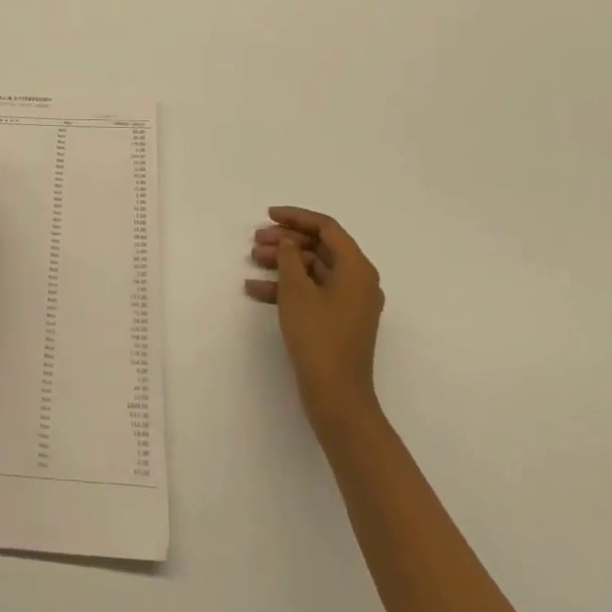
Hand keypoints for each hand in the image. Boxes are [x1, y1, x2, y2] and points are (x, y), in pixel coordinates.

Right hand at [246, 206, 384, 428]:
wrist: (337, 396)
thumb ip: (289, 257)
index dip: (296, 217)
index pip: (327, 228)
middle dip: (286, 241)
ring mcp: (350, 302)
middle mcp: (358, 281)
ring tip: (253, 260)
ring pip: (313, 269)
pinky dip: (287, 288)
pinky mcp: (338, 321)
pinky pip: (312, 292)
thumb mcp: (296, 291)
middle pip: (320, 247)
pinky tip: (256, 290)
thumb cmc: (318, 337)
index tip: (269, 215)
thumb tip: (288, 242)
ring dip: (283, 263)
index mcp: (356, 268)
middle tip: (256, 240)